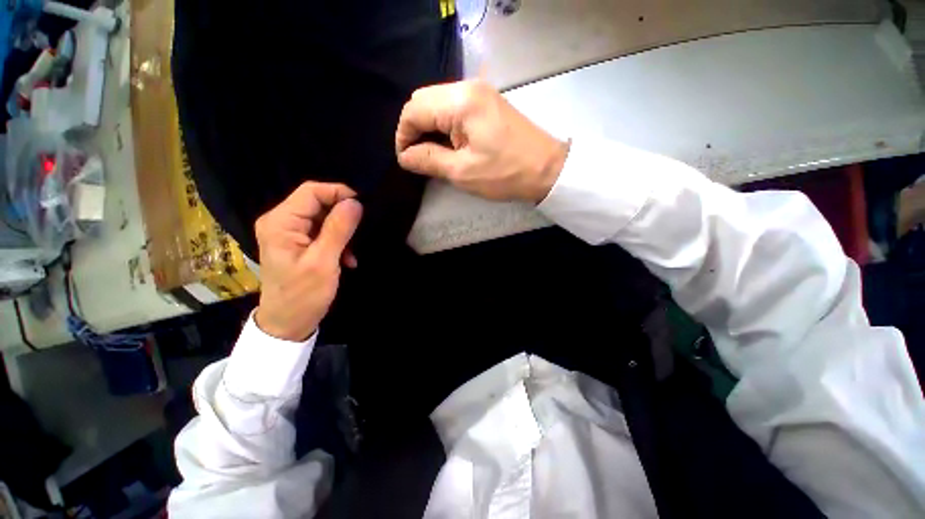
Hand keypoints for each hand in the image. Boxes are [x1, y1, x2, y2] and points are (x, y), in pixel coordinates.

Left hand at [254, 182, 362, 341]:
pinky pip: (322, 231)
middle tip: (361, 230)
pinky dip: (338, 241)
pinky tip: (347, 258)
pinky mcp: (298, 243)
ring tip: (353, 251)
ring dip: (342, 231)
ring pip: (323, 217)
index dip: (339, 193)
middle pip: (317, 203)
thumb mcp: (324, 261)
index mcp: (281, 222)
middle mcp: (281, 222)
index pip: (311, 191)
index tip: (363, 205)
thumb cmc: (303, 295)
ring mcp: (289, 233)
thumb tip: (355, 202)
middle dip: (342, 214)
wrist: (288, 323)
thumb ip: (338, 229)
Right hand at [395, 80, 569, 202]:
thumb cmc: (505, 174)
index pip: (414, 109)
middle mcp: (468, 87)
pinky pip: (454, 108)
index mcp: (460, 101)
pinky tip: (448, 145)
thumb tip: (404, 156)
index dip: (403, 135)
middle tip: (418, 158)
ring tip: (432, 154)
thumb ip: (429, 160)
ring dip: (429, 127)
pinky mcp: (487, 103)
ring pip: (438, 103)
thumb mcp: (462, 171)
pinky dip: (444, 126)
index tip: (405, 160)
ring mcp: (480, 93)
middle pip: (423, 100)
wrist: (547, 169)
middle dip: (414, 129)